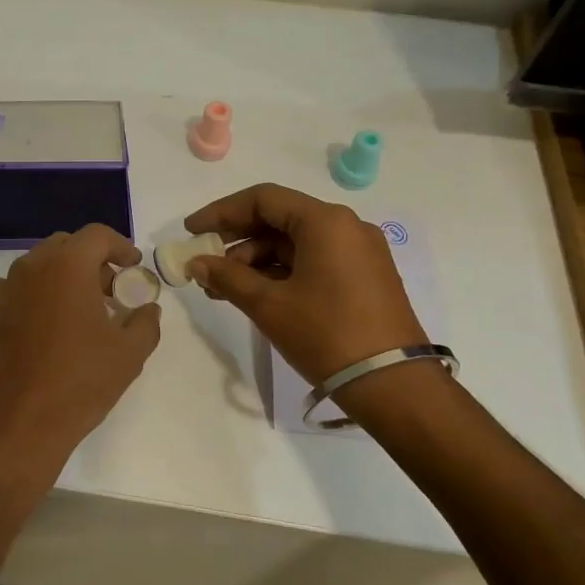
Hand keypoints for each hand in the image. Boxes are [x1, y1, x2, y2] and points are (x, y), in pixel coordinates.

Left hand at [0, 225, 161, 456]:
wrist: (17, 423)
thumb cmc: (79, 382)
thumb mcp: (129, 354)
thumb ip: (145, 323)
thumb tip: (148, 309)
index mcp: (68, 266)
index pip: (97, 235)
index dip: (120, 246)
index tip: (133, 266)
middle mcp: (32, 268)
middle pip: (65, 246)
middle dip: (92, 261)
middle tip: (111, 290)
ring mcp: (5, 290)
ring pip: (38, 266)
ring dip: (62, 276)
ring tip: (80, 308)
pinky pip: (10, 289)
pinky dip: (29, 294)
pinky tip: (39, 319)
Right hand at [184, 183, 425, 384]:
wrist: (393, 385)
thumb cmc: (326, 335)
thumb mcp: (269, 305)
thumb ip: (227, 277)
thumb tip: (196, 263)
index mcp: (325, 222)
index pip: (262, 199)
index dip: (221, 212)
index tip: (192, 232)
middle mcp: (346, 226)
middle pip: (279, 219)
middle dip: (237, 241)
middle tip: (205, 265)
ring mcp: (359, 252)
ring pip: (295, 243)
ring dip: (256, 261)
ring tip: (224, 289)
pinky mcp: (364, 276)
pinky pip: (314, 260)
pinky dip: (282, 272)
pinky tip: (256, 294)